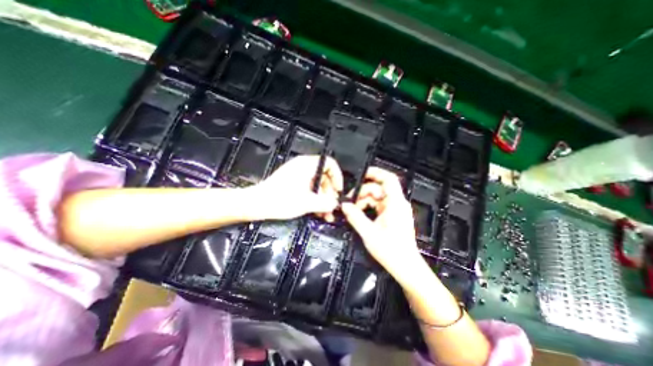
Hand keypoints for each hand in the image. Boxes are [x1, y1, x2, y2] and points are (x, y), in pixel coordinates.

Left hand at [248, 156, 343, 221]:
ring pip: (317, 185)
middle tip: (332, 208)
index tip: (338, 191)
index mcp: (307, 165)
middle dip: (330, 193)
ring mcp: (298, 175)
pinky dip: (315, 199)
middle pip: (325, 177)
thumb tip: (336, 204)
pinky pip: (309, 188)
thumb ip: (325, 203)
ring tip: (325, 215)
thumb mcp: (307, 202)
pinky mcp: (294, 183)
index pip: (330, 164)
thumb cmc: (280, 199)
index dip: (337, 177)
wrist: (256, 204)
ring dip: (323, 199)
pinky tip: (317, 212)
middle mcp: (303, 166)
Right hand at [342, 168, 423, 281]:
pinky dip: (368, 206)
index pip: (388, 179)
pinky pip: (378, 205)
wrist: (405, 266)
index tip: (361, 174)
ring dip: (363, 201)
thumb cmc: (391, 251)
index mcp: (395, 204)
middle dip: (362, 192)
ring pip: (376, 197)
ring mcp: (395, 209)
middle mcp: (397, 203)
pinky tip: (359, 214)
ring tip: (352, 210)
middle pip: (378, 189)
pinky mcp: (392, 215)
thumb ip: (355, 217)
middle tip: (349, 202)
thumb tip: (344, 206)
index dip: (375, 173)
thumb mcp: (369, 233)